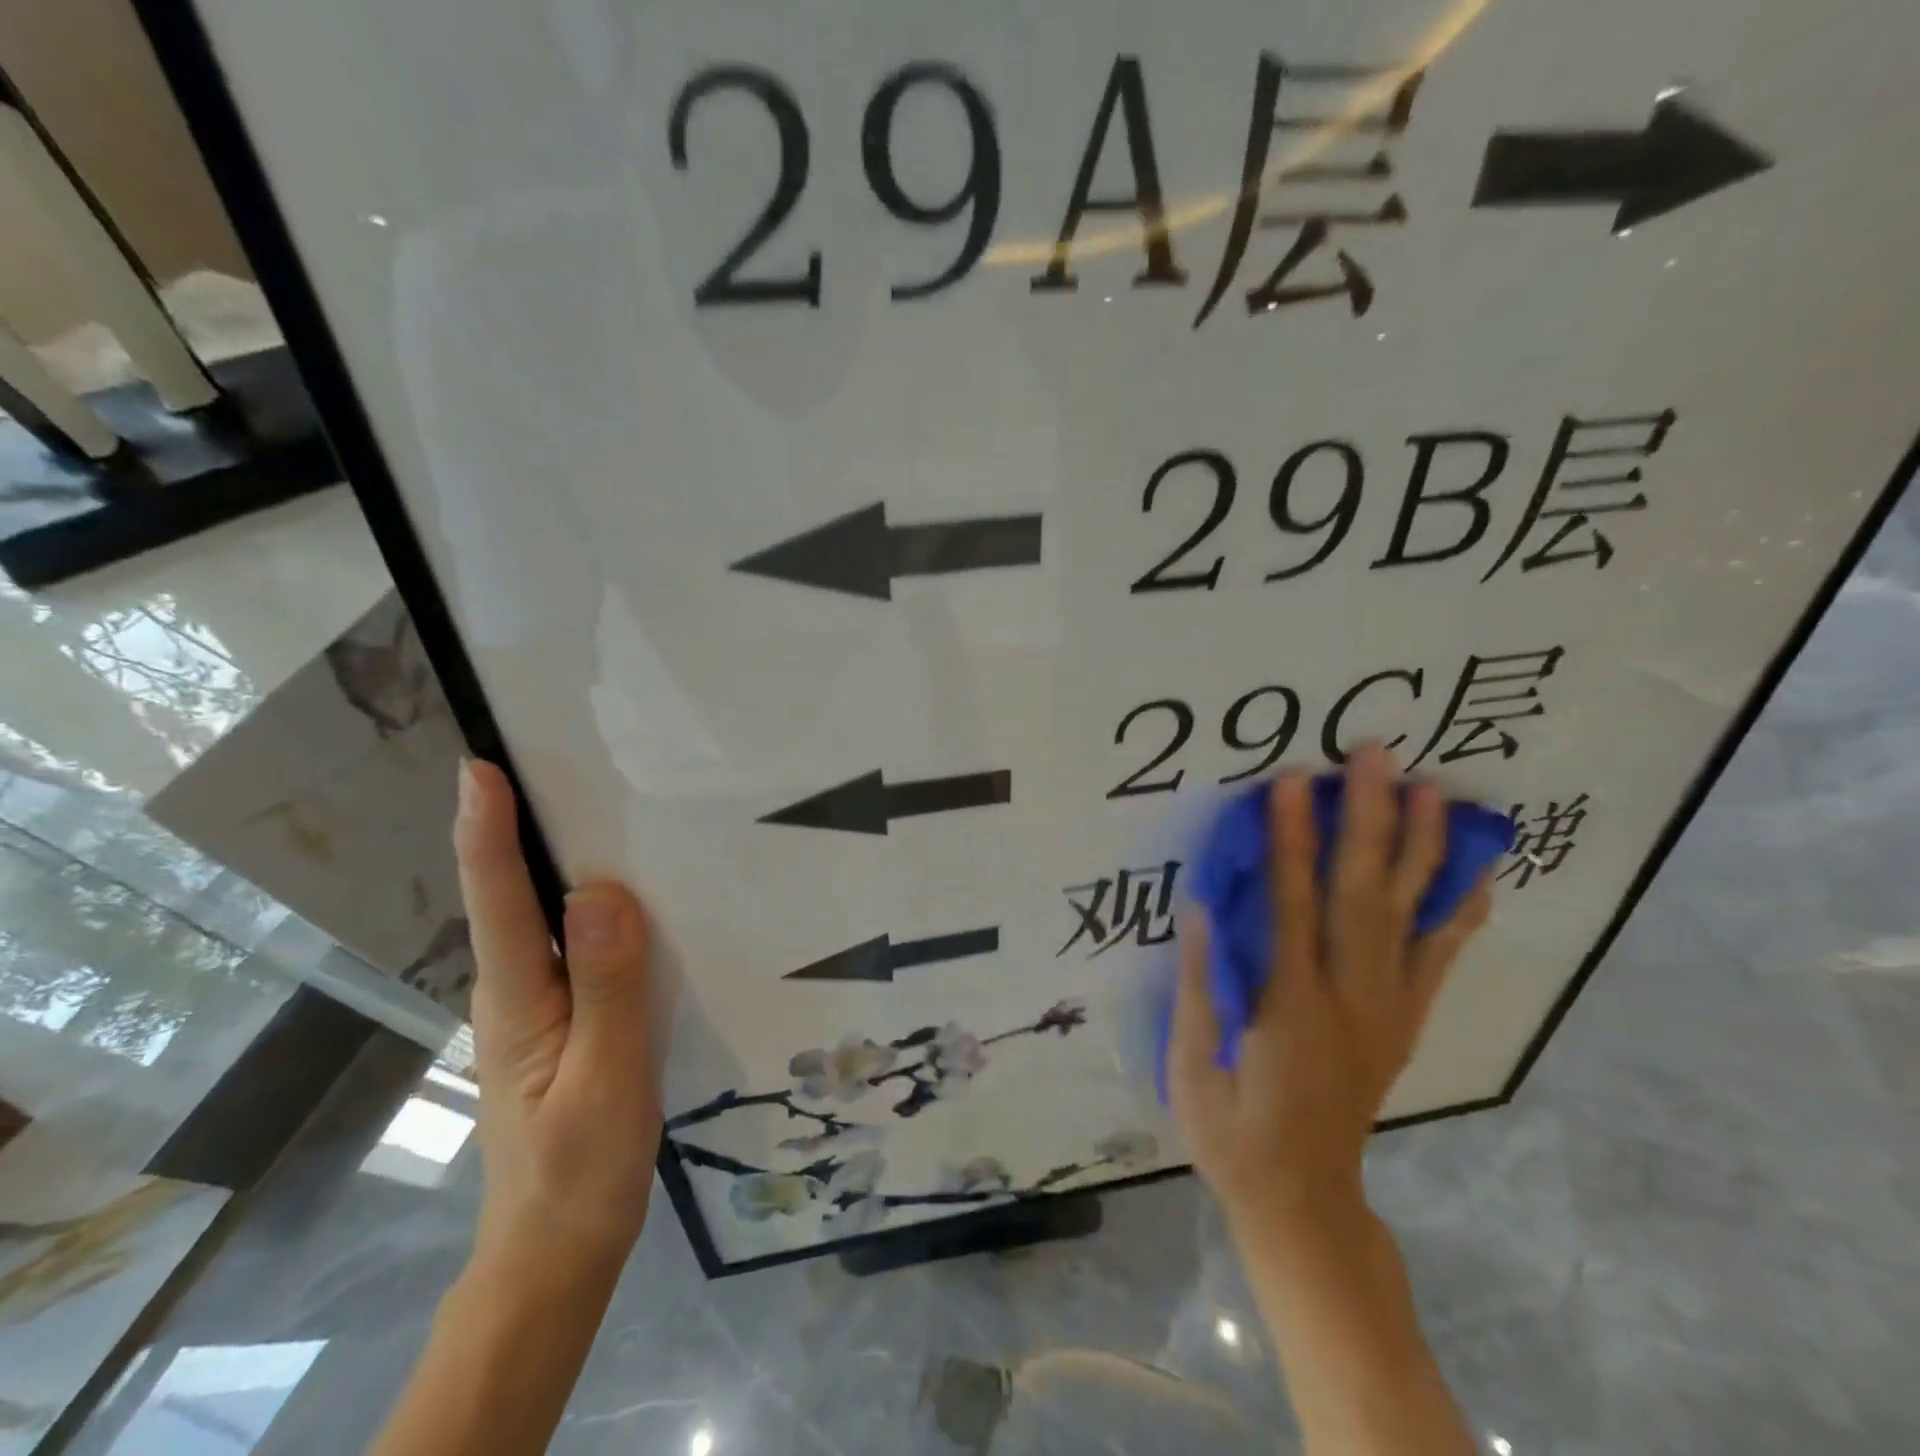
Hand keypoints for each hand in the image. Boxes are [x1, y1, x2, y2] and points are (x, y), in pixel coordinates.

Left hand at [453, 759, 661, 1276]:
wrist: (561, 1247)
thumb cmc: (580, 1171)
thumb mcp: (604, 1083)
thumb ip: (607, 989)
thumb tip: (602, 893)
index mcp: (519, 1000)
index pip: (498, 901)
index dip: (485, 832)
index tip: (480, 767)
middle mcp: (519, 989)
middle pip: (512, 895)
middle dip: (518, 825)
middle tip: (550, 759)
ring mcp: (540, 1003)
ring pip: (544, 917)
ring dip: (556, 857)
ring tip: (595, 803)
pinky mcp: (567, 1016)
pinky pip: (576, 943)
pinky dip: (590, 901)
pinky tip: (627, 888)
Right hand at [1168, 745, 1490, 1230]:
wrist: (1304, 1200)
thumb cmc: (1232, 1132)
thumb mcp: (1192, 1068)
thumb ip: (1200, 984)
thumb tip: (1202, 907)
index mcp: (1291, 1007)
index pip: (1292, 905)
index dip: (1292, 840)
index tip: (1293, 782)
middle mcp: (1351, 998)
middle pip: (1362, 895)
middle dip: (1369, 818)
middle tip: (1376, 756)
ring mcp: (1387, 1010)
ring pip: (1409, 917)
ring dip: (1421, 848)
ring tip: (1434, 791)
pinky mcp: (1403, 1021)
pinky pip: (1438, 958)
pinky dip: (1458, 910)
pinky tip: (1474, 871)